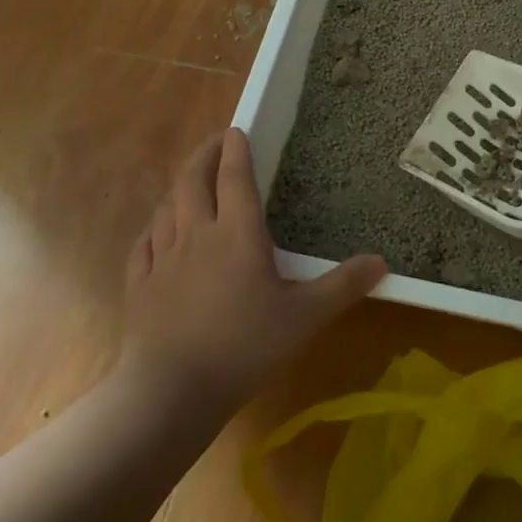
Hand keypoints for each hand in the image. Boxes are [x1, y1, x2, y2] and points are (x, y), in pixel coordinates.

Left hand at [120, 128, 386, 409]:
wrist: (171, 391)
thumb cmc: (244, 347)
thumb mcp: (304, 317)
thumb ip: (342, 286)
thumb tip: (382, 261)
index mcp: (237, 233)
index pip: (235, 177)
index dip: (236, 150)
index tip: (237, 130)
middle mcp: (197, 234)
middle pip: (193, 180)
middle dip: (204, 154)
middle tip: (215, 143)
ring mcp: (163, 258)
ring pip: (167, 206)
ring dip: (179, 186)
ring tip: (190, 181)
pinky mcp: (139, 284)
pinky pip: (145, 242)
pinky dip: (154, 225)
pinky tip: (158, 230)